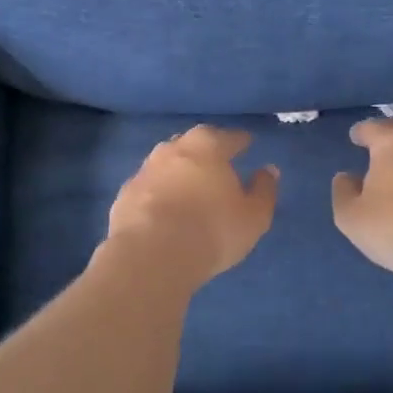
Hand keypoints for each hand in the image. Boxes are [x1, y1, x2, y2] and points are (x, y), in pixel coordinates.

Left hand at [106, 127, 279, 283]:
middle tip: (216, 162)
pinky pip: (148, 188)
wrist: (150, 256)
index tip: (247, 143)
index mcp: (207, 146)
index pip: (228, 137)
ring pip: (166, 163)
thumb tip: (269, 170)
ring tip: (189, 186)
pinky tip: (164, 209)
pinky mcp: (124, 196)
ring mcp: (144, 171)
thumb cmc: (212, 231)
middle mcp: (172, 150)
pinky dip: (158, 193)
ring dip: (178, 171)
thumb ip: (264, 190)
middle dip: (205, 150)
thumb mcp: (253, 216)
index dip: (240, 141)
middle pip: (192, 143)